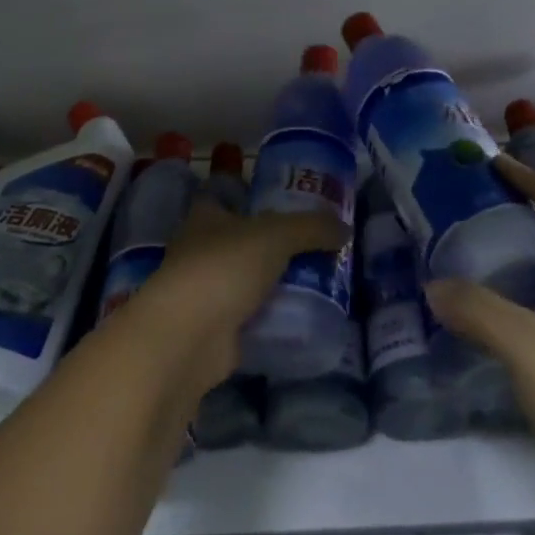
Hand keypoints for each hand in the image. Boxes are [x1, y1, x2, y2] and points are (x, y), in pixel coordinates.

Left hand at [132, 197, 348, 389]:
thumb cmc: (224, 268)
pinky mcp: (213, 331)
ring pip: (243, 281)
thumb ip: (312, 228)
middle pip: (238, 241)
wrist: (188, 338)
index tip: (283, 202)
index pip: (224, 197)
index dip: (249, 196)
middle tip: (312, 246)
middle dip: (268, 245)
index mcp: (205, 217)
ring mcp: (203, 293)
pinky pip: (248, 318)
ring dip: (269, 284)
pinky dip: (268, 319)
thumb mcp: (276, 235)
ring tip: (314, 282)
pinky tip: (299, 319)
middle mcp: (198, 251)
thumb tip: (345, 229)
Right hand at [425, 154, 534, 498]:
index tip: (492, 166)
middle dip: (523, 203)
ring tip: (477, 243)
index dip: (532, 176)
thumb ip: (479, 311)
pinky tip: (492, 300)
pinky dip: (521, 281)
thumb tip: (434, 287)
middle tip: (476, 202)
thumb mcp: (528, 348)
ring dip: (522, 243)